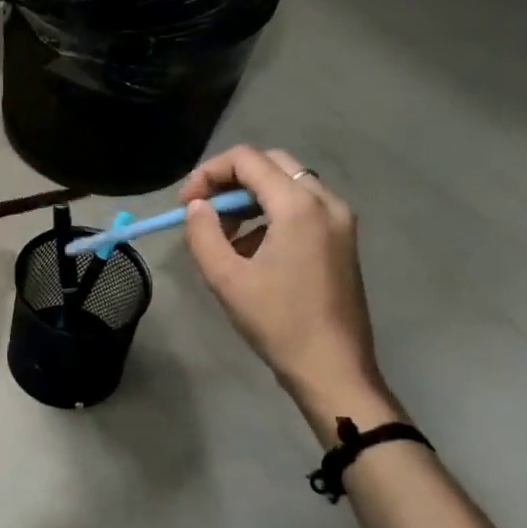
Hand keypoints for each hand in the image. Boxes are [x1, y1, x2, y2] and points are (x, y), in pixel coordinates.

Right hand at [179, 146, 387, 415]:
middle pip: (271, 165)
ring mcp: (339, 221)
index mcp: (298, 206)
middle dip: (230, 181)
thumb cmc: (277, 323)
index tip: (184, 204)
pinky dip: (272, 216)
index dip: (208, 173)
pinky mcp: (342, 240)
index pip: (247, 160)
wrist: (332, 367)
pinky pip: (302, 208)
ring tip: (224, 237)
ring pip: (288, 185)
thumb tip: (196, 207)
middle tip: (203, 212)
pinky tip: (253, 253)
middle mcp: (325, 202)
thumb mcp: (226, 278)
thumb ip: (203, 234)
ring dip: (250, 199)